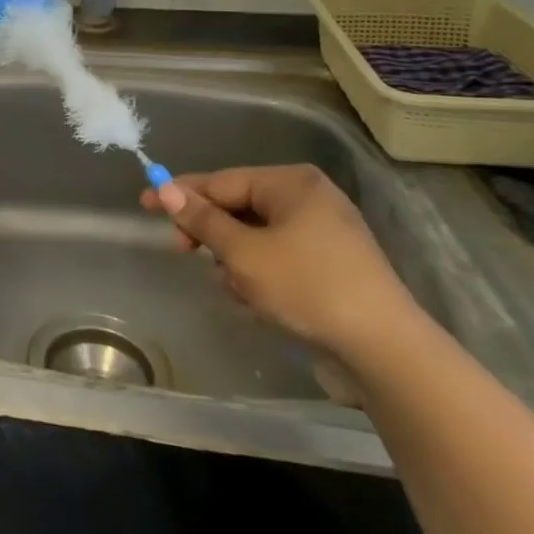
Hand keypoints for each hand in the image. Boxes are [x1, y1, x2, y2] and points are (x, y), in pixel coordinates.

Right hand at [141, 164, 423, 366]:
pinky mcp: (333, 268)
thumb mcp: (243, 253)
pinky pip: (279, 258)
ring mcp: (326, 235)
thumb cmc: (308, 287)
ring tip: (234, 286)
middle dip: (212, 233)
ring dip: (235, 259)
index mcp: (292, 183)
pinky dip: (260, 274)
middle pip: (239, 207)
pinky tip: (256, 300)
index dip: (182, 194)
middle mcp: (310, 199)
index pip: (223, 181)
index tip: (146, 204)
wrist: (387, 352)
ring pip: (256, 236)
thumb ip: (202, 220)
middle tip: (185, 251)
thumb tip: (166, 189)